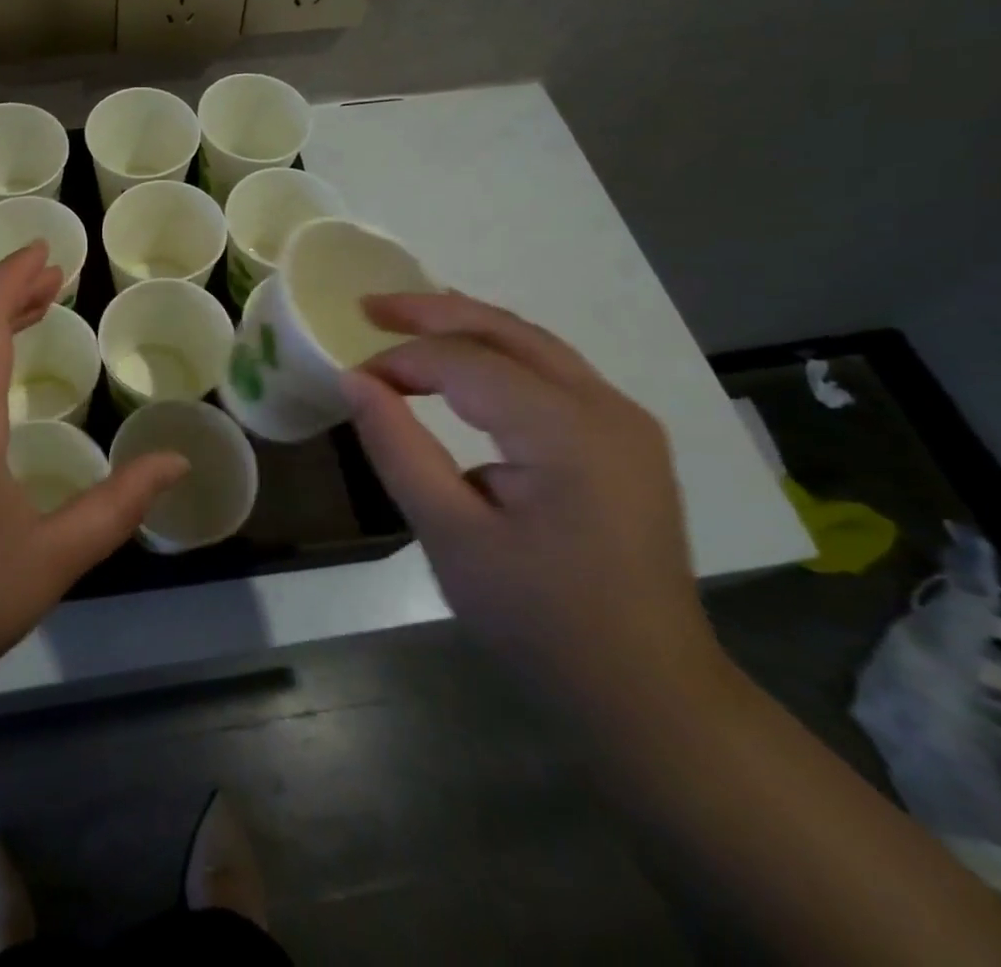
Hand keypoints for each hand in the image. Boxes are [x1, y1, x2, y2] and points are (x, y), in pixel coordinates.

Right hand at [340, 292, 722, 716]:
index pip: (466, 363)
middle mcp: (606, 408)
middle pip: (508, 330)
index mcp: (568, 431)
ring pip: (534, 344)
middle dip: (433, 312)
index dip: (401, 361)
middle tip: (367, 307)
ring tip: (405, 321)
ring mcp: (624, 421)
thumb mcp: (451, 537)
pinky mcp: (623, 440)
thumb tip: (354, 380)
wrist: (649, 694)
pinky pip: (552, 373)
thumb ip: (398, 448)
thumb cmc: (541, 621)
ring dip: (467, 326)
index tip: (351, 380)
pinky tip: (464, 364)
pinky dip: (498, 355)